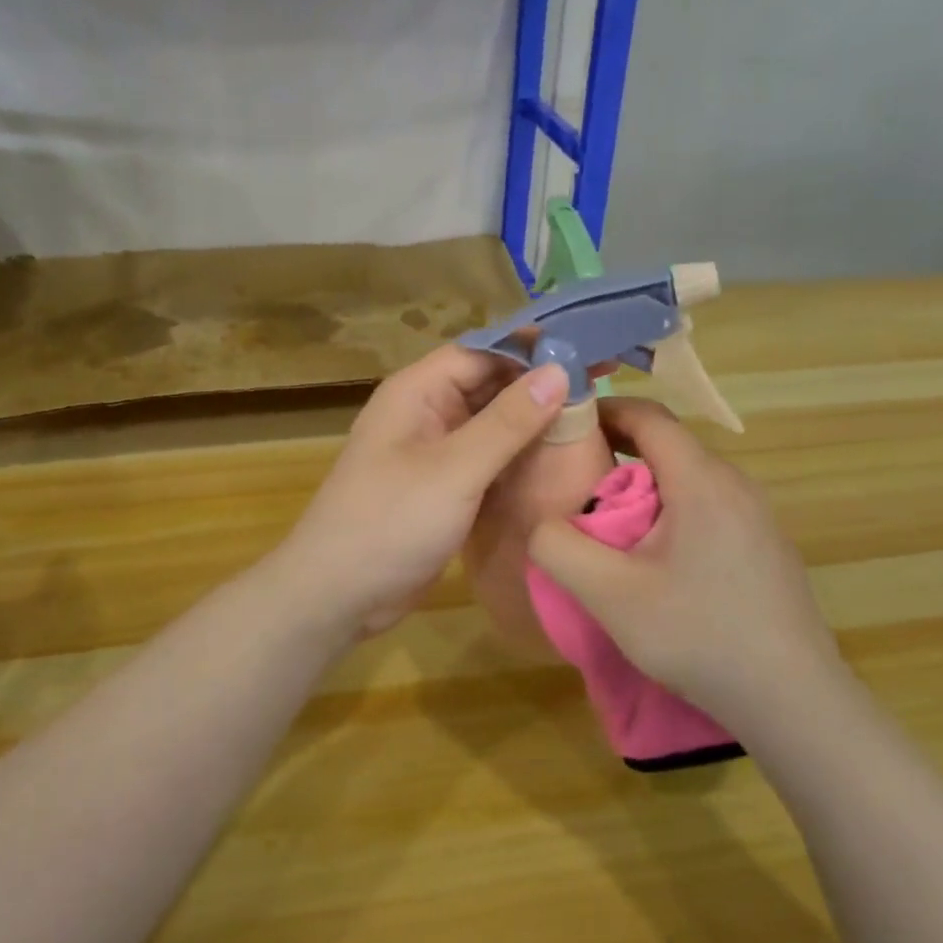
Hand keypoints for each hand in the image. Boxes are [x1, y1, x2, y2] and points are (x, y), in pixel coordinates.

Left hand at [269, 346, 569, 638]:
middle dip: (539, 384)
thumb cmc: (390, 523)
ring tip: (593, 418)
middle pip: (488, 384)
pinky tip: (559, 459)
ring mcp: (433, 452)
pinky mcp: (442, 488)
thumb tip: (559, 371)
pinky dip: (518, 456)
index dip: (533, 348)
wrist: (338, 594)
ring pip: (491, 423)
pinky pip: (486, 459)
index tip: (588, 350)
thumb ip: (507, 421)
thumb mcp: (454, 469)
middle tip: (603, 384)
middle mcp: (425, 413)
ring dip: (532, 421)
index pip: (482, 351)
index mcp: (417, 392)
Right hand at [527, 398, 843, 715]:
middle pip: (668, 446)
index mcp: (702, 481)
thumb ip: (559, 548)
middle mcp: (736, 485)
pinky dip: (671, 512)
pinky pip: (708, 508)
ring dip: (644, 488)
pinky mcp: (765, 547)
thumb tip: (541, 522)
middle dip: (617, 452)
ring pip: (689, 480)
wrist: (793, 701)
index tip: (563, 425)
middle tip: (573, 482)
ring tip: (607, 524)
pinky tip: (655, 560)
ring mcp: (758, 517)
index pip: (649, 416)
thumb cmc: (698, 636)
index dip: (602, 410)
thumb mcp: (609, 595)